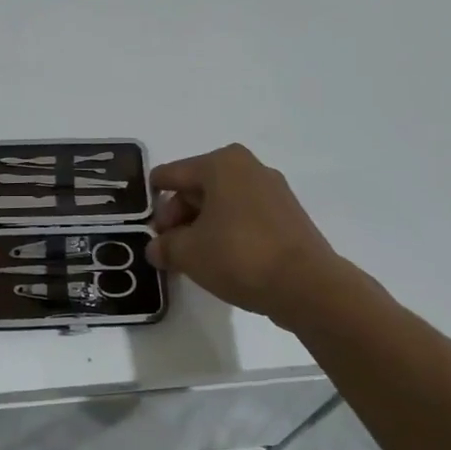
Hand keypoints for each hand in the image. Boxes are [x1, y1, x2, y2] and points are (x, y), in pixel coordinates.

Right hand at [148, 144, 345, 318]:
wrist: (307, 286)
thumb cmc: (239, 256)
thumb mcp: (189, 253)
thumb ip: (164, 246)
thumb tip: (156, 248)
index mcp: (221, 163)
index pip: (171, 174)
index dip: (153, 200)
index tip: (143, 224)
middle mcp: (248, 167)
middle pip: (197, 187)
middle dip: (178, 217)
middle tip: (167, 247)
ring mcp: (272, 190)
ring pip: (222, 203)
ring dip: (202, 227)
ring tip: (191, 258)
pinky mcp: (288, 215)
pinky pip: (245, 216)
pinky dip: (227, 232)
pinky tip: (220, 259)